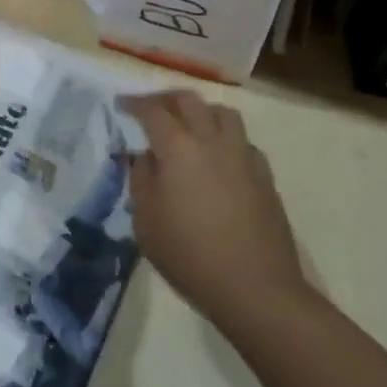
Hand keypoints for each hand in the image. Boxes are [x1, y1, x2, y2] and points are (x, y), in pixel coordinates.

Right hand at [120, 90, 310, 331]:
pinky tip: (218, 158)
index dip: (135, 103)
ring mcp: (243, 156)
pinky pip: (242, 140)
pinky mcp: (264, 175)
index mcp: (178, 148)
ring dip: (201, 111)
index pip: (153, 111)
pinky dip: (225, 137)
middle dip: (166, 99)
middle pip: (190, 101)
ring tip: (189, 126)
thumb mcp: (146, 221)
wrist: (255, 288)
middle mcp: (212, 141)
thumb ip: (141, 179)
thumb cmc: (190, 255)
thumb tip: (146, 156)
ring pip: (223, 113)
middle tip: (151, 109)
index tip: (121, 104)